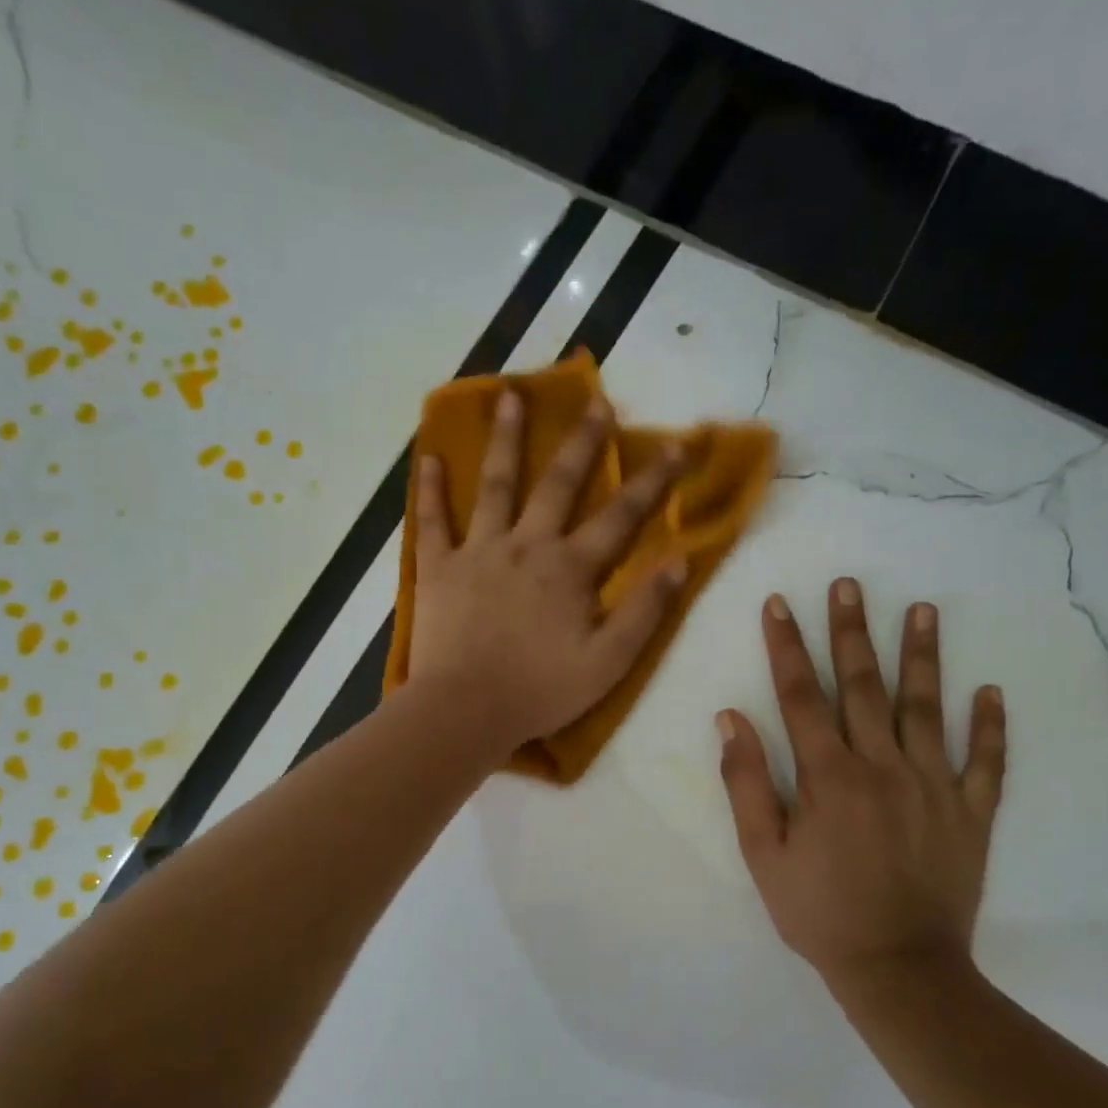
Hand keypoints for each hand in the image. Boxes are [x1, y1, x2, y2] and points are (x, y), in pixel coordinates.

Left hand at [409, 389, 686, 752]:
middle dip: (582, 443)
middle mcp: (526, 546)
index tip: (677, 444)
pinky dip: (430, 490)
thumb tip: (679, 561)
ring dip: (505, 440)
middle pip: (558, 484)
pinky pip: (432, 522)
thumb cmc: (540, 691)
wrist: (465, 711)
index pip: (621, 516)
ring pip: (495, 486)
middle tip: (595, 402)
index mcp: (570, 568)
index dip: (653, 480)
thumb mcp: (609, 662)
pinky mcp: (438, 570)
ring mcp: (478, 552)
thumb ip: (645, 611)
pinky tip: (428, 458)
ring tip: (509, 396)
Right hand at [716, 582, 1006, 992]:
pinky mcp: (971, 813)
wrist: (899, 970)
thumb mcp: (763, 854)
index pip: (801, 695)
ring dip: (923, 656)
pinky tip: (990, 692)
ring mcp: (934, 786)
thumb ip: (747, 783)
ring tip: (924, 610)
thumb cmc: (820, 912)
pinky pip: (985, 763)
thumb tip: (731, 719)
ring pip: (927, 709)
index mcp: (827, 776)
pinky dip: (990, 727)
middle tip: (850, 584)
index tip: (780, 603)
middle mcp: (882, 767)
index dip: (787, 646)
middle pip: (864, 686)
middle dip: (852, 631)